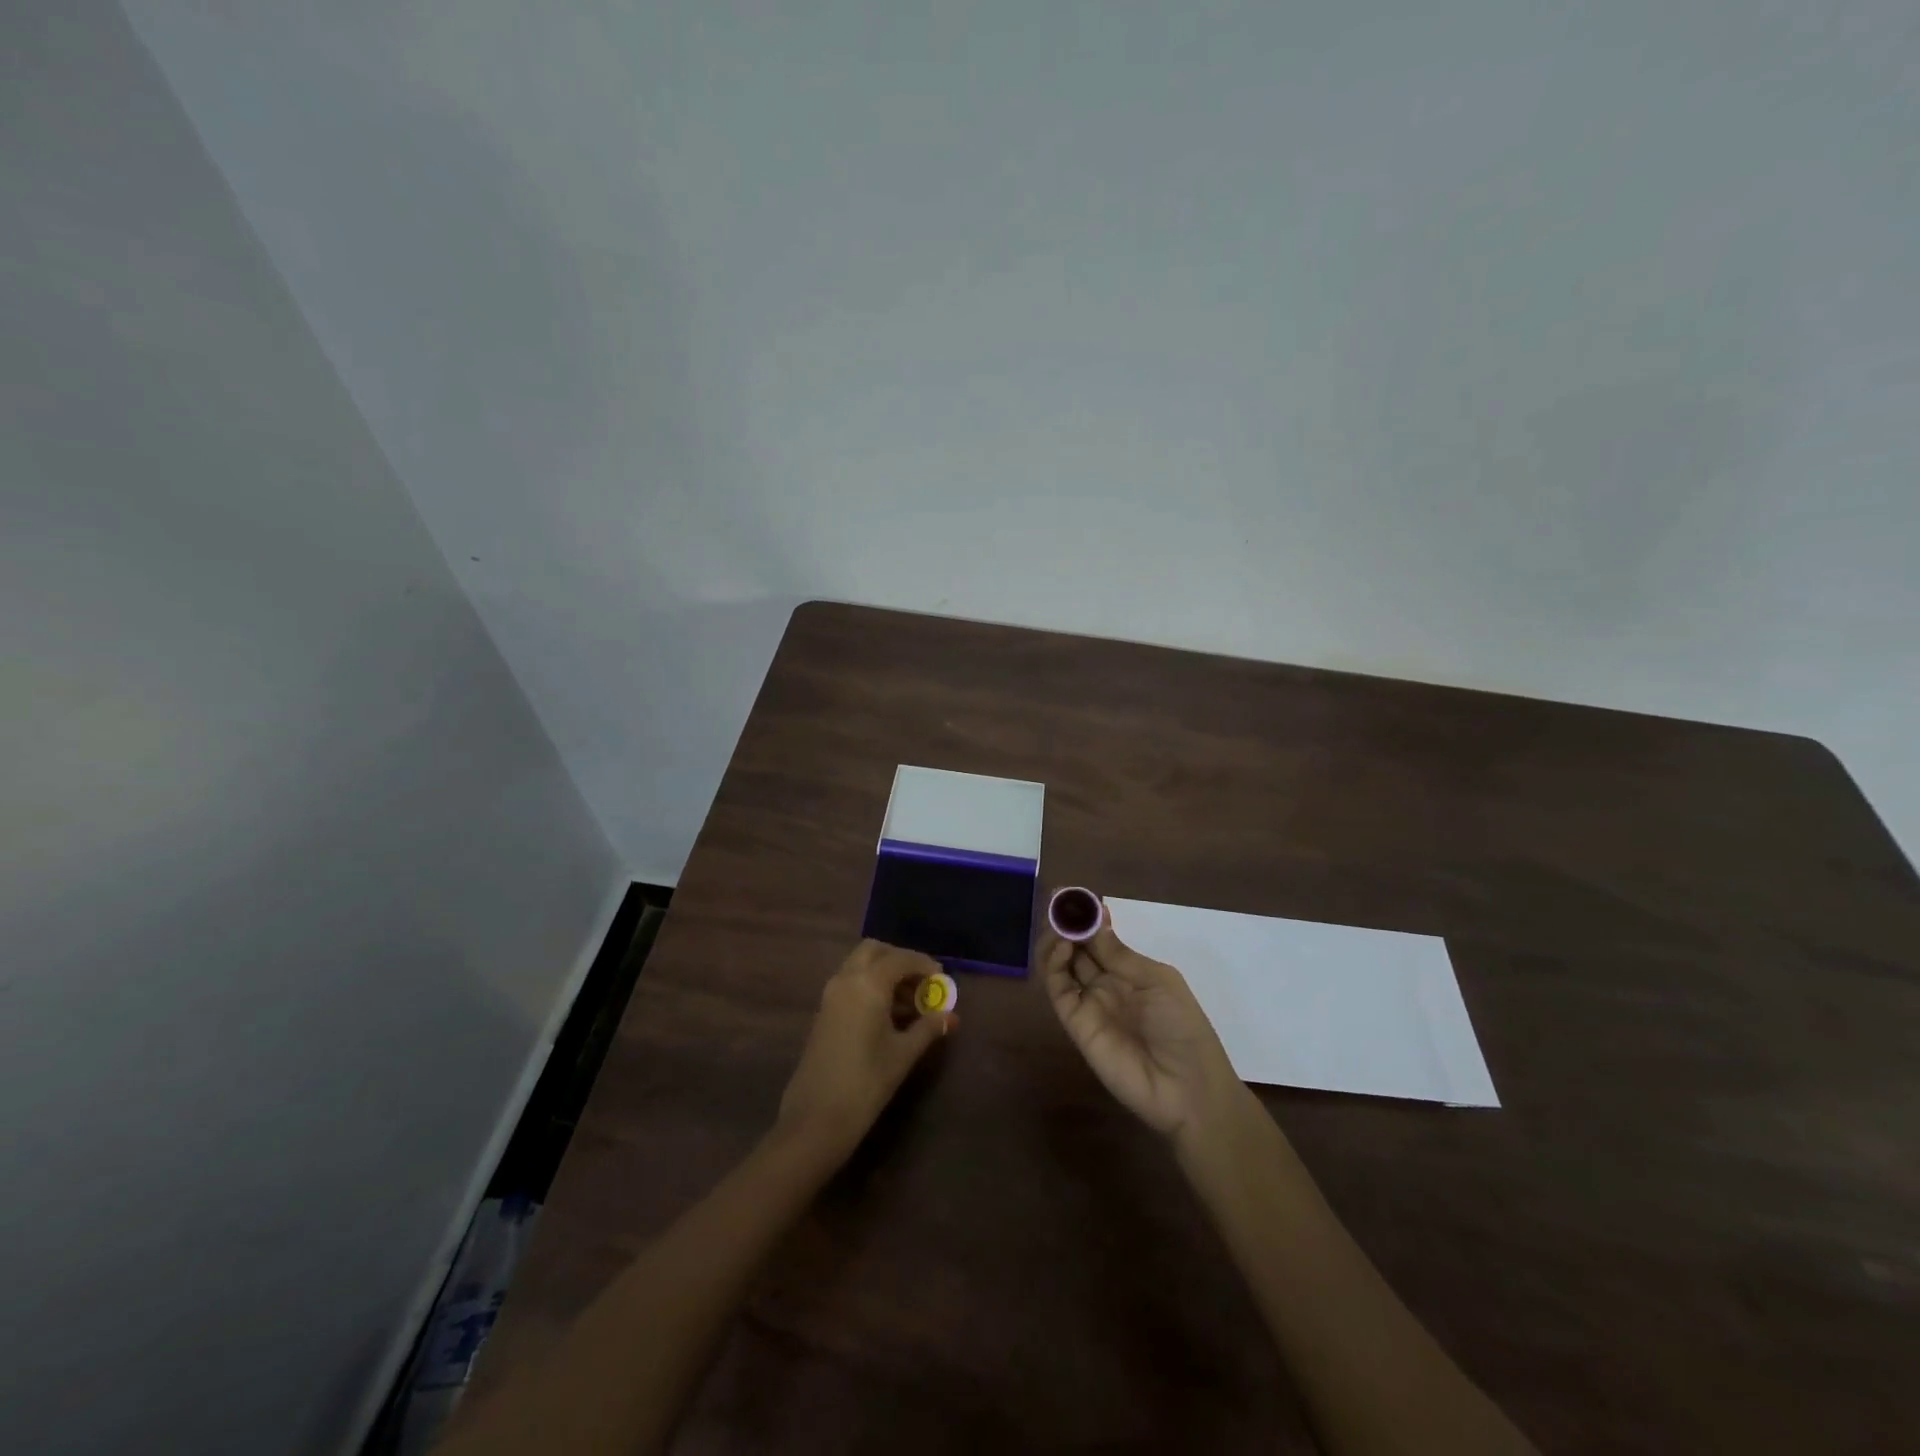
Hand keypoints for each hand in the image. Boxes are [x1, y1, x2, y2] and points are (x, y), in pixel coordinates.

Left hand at [777, 940, 955, 1157]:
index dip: (924, 965)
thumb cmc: (866, 1083)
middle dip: (900, 961)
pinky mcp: (824, 1012)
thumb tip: (951, 1015)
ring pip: (860, 966)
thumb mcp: (903, 1054)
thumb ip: (929, 1028)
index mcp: (867, 984)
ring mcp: (830, 995)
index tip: (943, 979)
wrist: (816, 1119)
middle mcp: (846, 980)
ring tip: (912, 1004)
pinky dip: (871, 987)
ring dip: (885, 974)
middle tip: (923, 983)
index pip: (900, 959)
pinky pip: (850, 984)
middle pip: (875, 951)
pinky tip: (889, 1016)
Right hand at [1035, 904, 1242, 1141]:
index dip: (1088, 919)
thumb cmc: (1184, 1028)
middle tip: (1059, 903)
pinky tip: (1064, 948)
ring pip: (1061, 967)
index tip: (1075, 896)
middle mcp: (1106, 985)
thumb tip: (1095, 921)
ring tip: (1059, 924)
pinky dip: (1055, 965)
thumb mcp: (1158, 980)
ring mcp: (1089, 1004)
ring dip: (1056, 941)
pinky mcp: (1075, 1024)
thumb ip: (1120, 954)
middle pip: (1078, 949)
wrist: (1187, 1088)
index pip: (1101, 940)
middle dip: (1068, 925)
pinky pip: (1059, 990)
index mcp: (1130, 973)